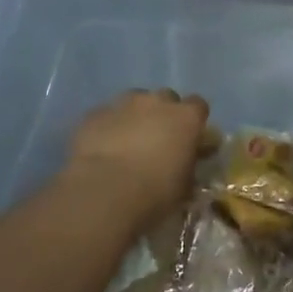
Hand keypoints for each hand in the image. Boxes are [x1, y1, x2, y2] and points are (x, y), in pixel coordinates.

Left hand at [66, 89, 211, 228]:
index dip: (193, 121)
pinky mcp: (95, 114)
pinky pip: (106, 115)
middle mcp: (157, 102)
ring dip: (135, 117)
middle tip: (157, 140)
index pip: (198, 106)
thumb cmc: (155, 193)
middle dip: (163, 114)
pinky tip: (102, 148)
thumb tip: (187, 161)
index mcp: (186, 117)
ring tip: (127, 143)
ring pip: (134, 101)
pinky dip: (108, 127)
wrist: (105, 193)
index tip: (188, 138)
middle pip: (165, 98)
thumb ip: (188, 165)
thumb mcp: (185, 186)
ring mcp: (123, 104)